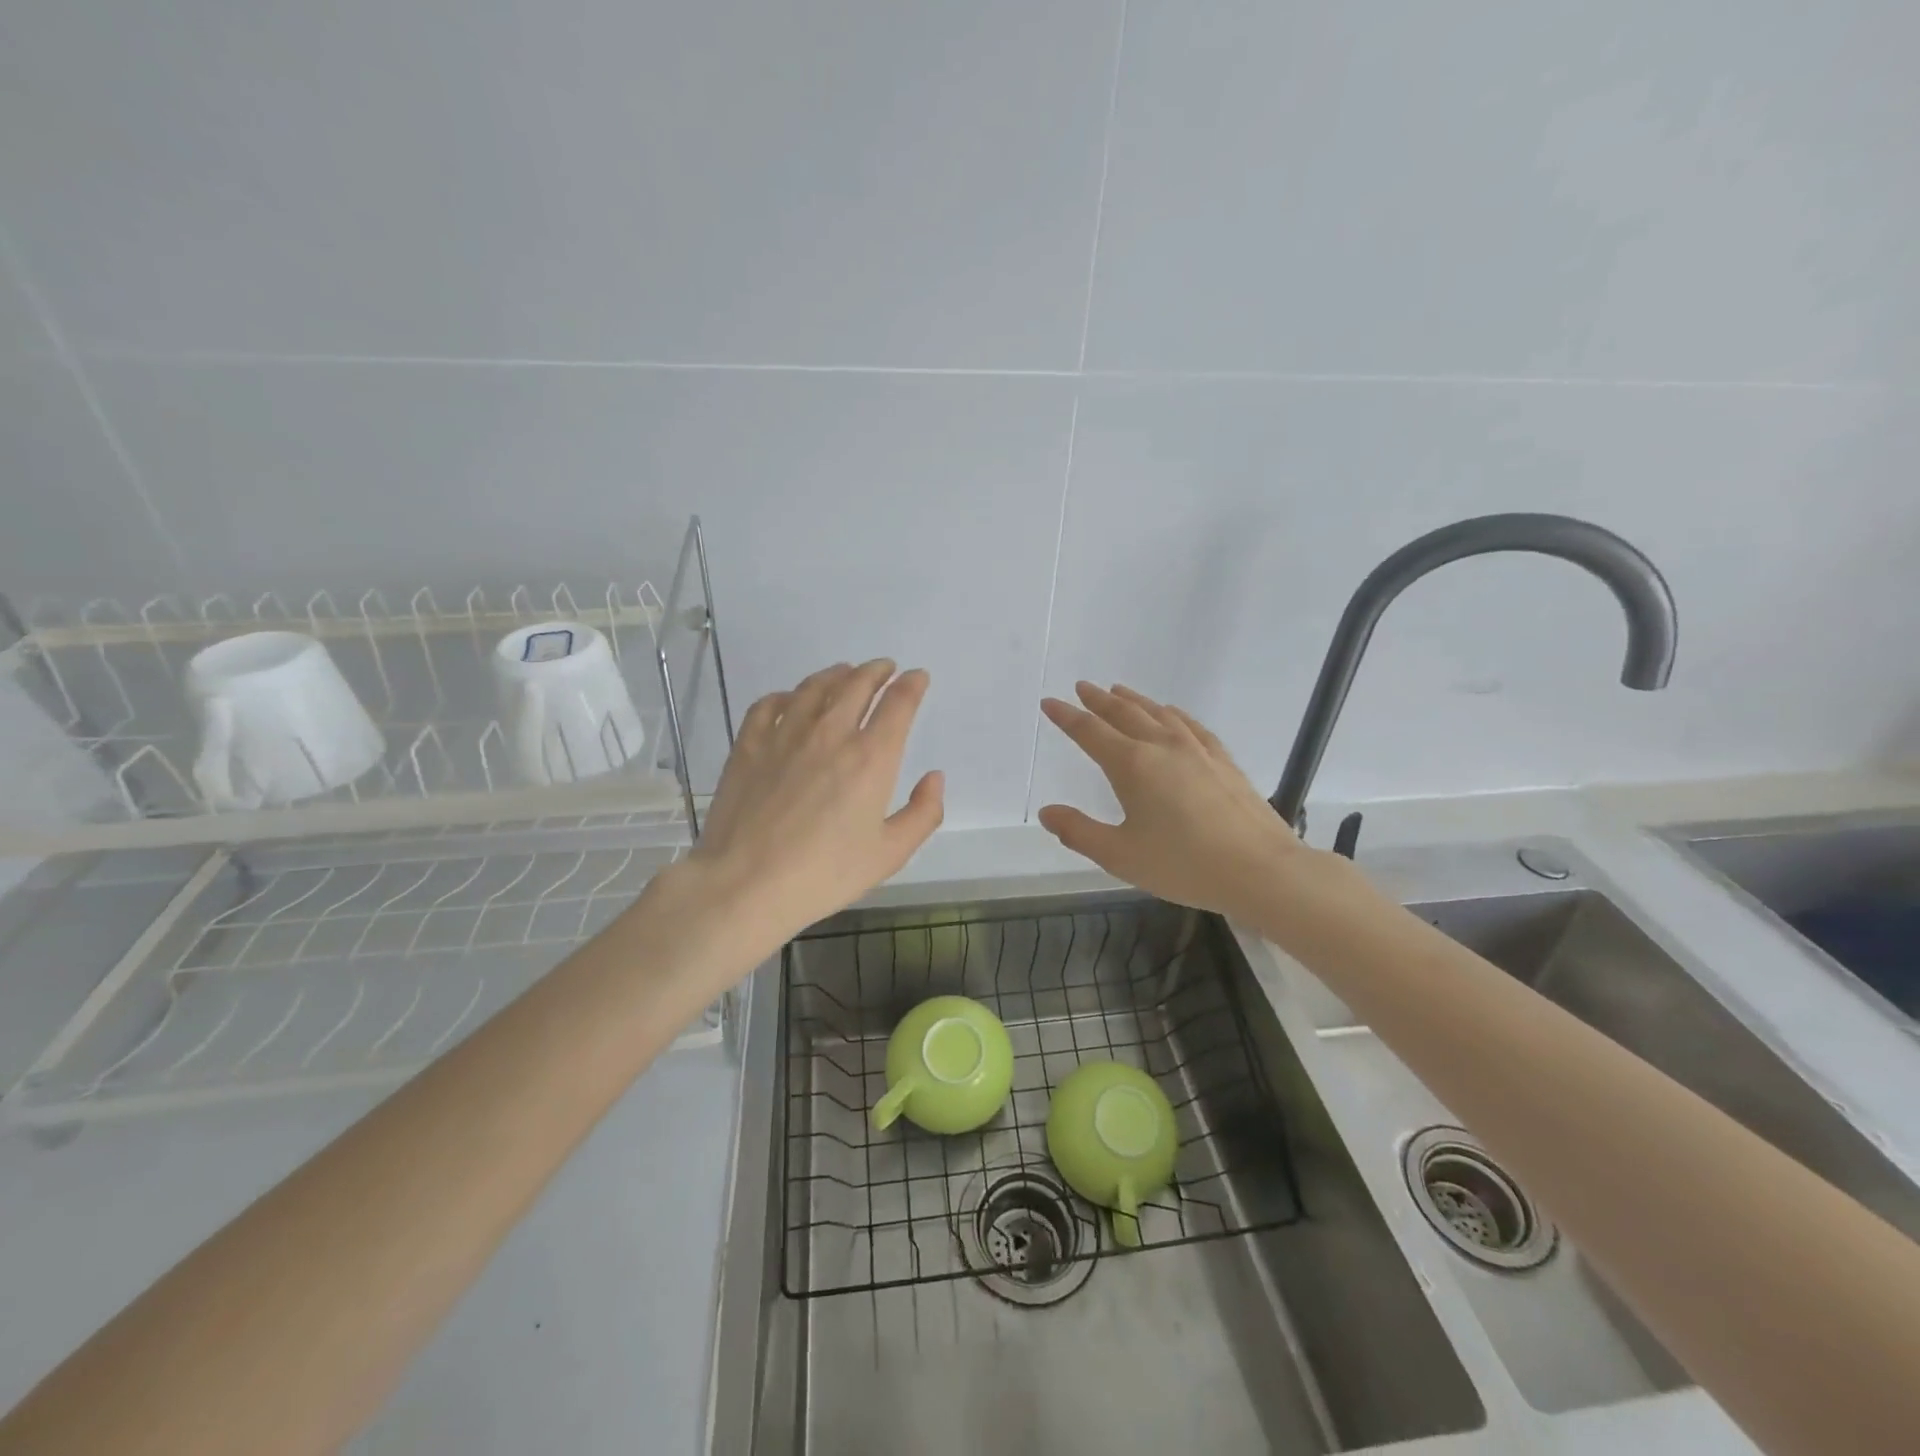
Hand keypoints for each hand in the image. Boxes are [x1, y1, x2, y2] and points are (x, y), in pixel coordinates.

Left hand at [680, 659, 943, 955]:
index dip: (912, 684)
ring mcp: (785, 734)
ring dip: (836, 674)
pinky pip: (770, 704)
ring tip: (844, 673)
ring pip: (815, 687)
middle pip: (857, 684)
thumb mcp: (890, 854)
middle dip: (877, 671)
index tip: (917, 677)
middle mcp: (831, 733)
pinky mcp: (749, 744)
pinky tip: (791, 699)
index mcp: (871, 757)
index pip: (898, 703)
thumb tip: (934, 777)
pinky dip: (787, 695)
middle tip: (884, 668)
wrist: (747, 883)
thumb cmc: (825, 874)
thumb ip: (923, 813)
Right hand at [1038, 683, 1304, 923]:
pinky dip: (1171, 713)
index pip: (1090, 732)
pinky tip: (1171, 714)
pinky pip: (1189, 724)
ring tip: (1119, 691)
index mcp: (1132, 765)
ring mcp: (1196, 750)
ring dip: (1133, 700)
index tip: (1049, 702)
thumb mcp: (1120, 856)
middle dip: (1099, 700)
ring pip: (1157, 714)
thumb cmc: (1183, 865)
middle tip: (1082, 686)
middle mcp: (1162, 747)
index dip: (1066, 717)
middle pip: (1124, 714)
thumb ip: (1079, 832)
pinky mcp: (1222, 759)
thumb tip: (1047, 812)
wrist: (1260, 869)